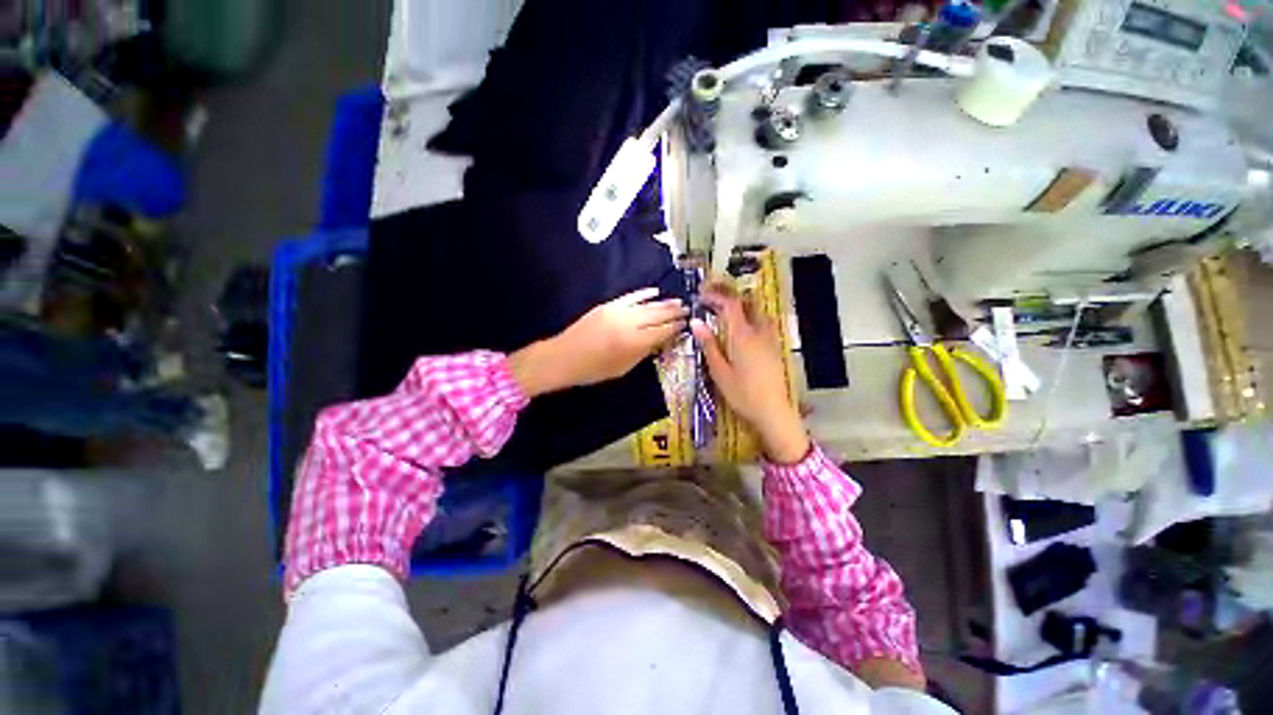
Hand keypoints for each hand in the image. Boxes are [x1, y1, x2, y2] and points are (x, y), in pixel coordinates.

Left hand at [509, 287, 687, 396]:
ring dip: (663, 303)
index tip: (687, 324)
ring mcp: (617, 311)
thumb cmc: (594, 370)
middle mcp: (629, 323)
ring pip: (646, 305)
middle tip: (687, 310)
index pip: (662, 331)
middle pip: (657, 315)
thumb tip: (659, 340)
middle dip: (674, 312)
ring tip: (678, 301)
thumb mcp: (623, 368)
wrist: (563, 357)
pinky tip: (654, 292)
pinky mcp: (607, 305)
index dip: (676, 327)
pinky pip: (630, 297)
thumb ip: (643, 352)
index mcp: (634, 342)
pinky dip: (643, 294)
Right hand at [691, 285, 809, 463]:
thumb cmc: (742, 394)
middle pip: (747, 301)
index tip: (701, 295)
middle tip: (713, 296)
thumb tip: (696, 323)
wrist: (773, 411)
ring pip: (758, 310)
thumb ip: (709, 345)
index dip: (716, 295)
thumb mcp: (719, 371)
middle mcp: (759, 331)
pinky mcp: (775, 347)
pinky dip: (750, 315)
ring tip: (726, 308)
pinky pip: (763, 321)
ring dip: (742, 303)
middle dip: (730, 294)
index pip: (730, 304)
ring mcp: (770, 338)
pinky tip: (743, 326)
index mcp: (742, 335)